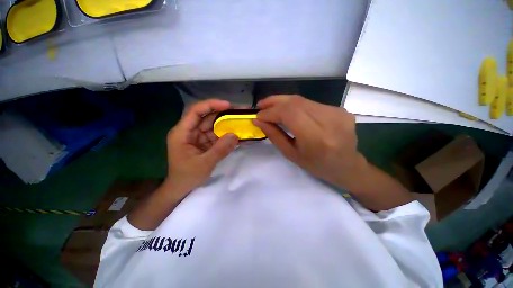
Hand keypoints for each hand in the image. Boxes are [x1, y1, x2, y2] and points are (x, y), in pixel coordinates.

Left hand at [165, 99, 238, 197]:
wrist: (182, 188)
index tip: (228, 105)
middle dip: (223, 113)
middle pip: (207, 117)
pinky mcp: (205, 142)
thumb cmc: (187, 176)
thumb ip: (220, 149)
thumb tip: (235, 135)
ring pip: (214, 125)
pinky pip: (217, 135)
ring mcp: (198, 137)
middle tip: (240, 111)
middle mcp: (190, 131)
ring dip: (227, 123)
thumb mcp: (204, 164)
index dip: (211, 105)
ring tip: (242, 120)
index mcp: (182, 132)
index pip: (195, 111)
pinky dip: (227, 135)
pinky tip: (238, 133)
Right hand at [253, 95, 367, 191]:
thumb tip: (258, 121)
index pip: (290, 114)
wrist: (347, 166)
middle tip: (261, 105)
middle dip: (274, 101)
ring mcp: (337, 112)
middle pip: (296, 102)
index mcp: (317, 138)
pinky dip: (296, 105)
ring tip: (271, 106)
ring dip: (283, 102)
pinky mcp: (340, 109)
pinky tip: (289, 110)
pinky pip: (311, 103)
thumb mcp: (291, 154)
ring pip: (303, 100)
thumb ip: (275, 135)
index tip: (258, 115)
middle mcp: (329, 121)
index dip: (271, 112)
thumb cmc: (316, 166)